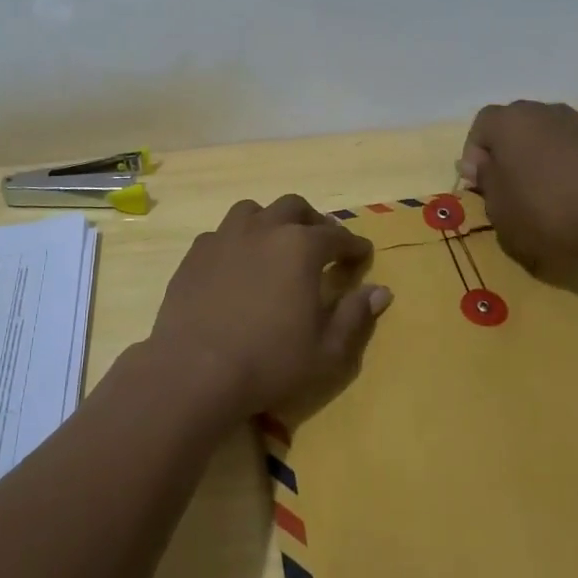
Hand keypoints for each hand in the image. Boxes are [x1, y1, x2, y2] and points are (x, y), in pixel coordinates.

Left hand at [147, 195, 391, 420]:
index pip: (337, 236)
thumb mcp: (327, 350)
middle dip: (313, 221)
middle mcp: (264, 229)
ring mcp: (225, 236)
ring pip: (253, 211)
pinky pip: (222, 233)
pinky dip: (237, 241)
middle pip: (294, 207)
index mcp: (301, 247)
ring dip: (270, 221)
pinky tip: (237, 264)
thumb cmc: (270, 362)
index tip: (361, 255)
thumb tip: (381, 291)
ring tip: (275, 243)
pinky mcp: (196, 253)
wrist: (196, 370)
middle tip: (320, 243)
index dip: (353, 245)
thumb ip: (356, 315)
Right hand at [460, 101, 577, 268]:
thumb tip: (483, 165)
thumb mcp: (498, 208)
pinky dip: (576, 158)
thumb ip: (486, 180)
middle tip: (508, 185)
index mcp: (509, 122)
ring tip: (546, 188)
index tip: (479, 184)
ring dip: (542, 152)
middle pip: (516, 124)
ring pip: (550, 131)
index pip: (481, 125)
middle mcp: (543, 111)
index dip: (475, 154)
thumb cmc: (545, 211)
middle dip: (508, 150)